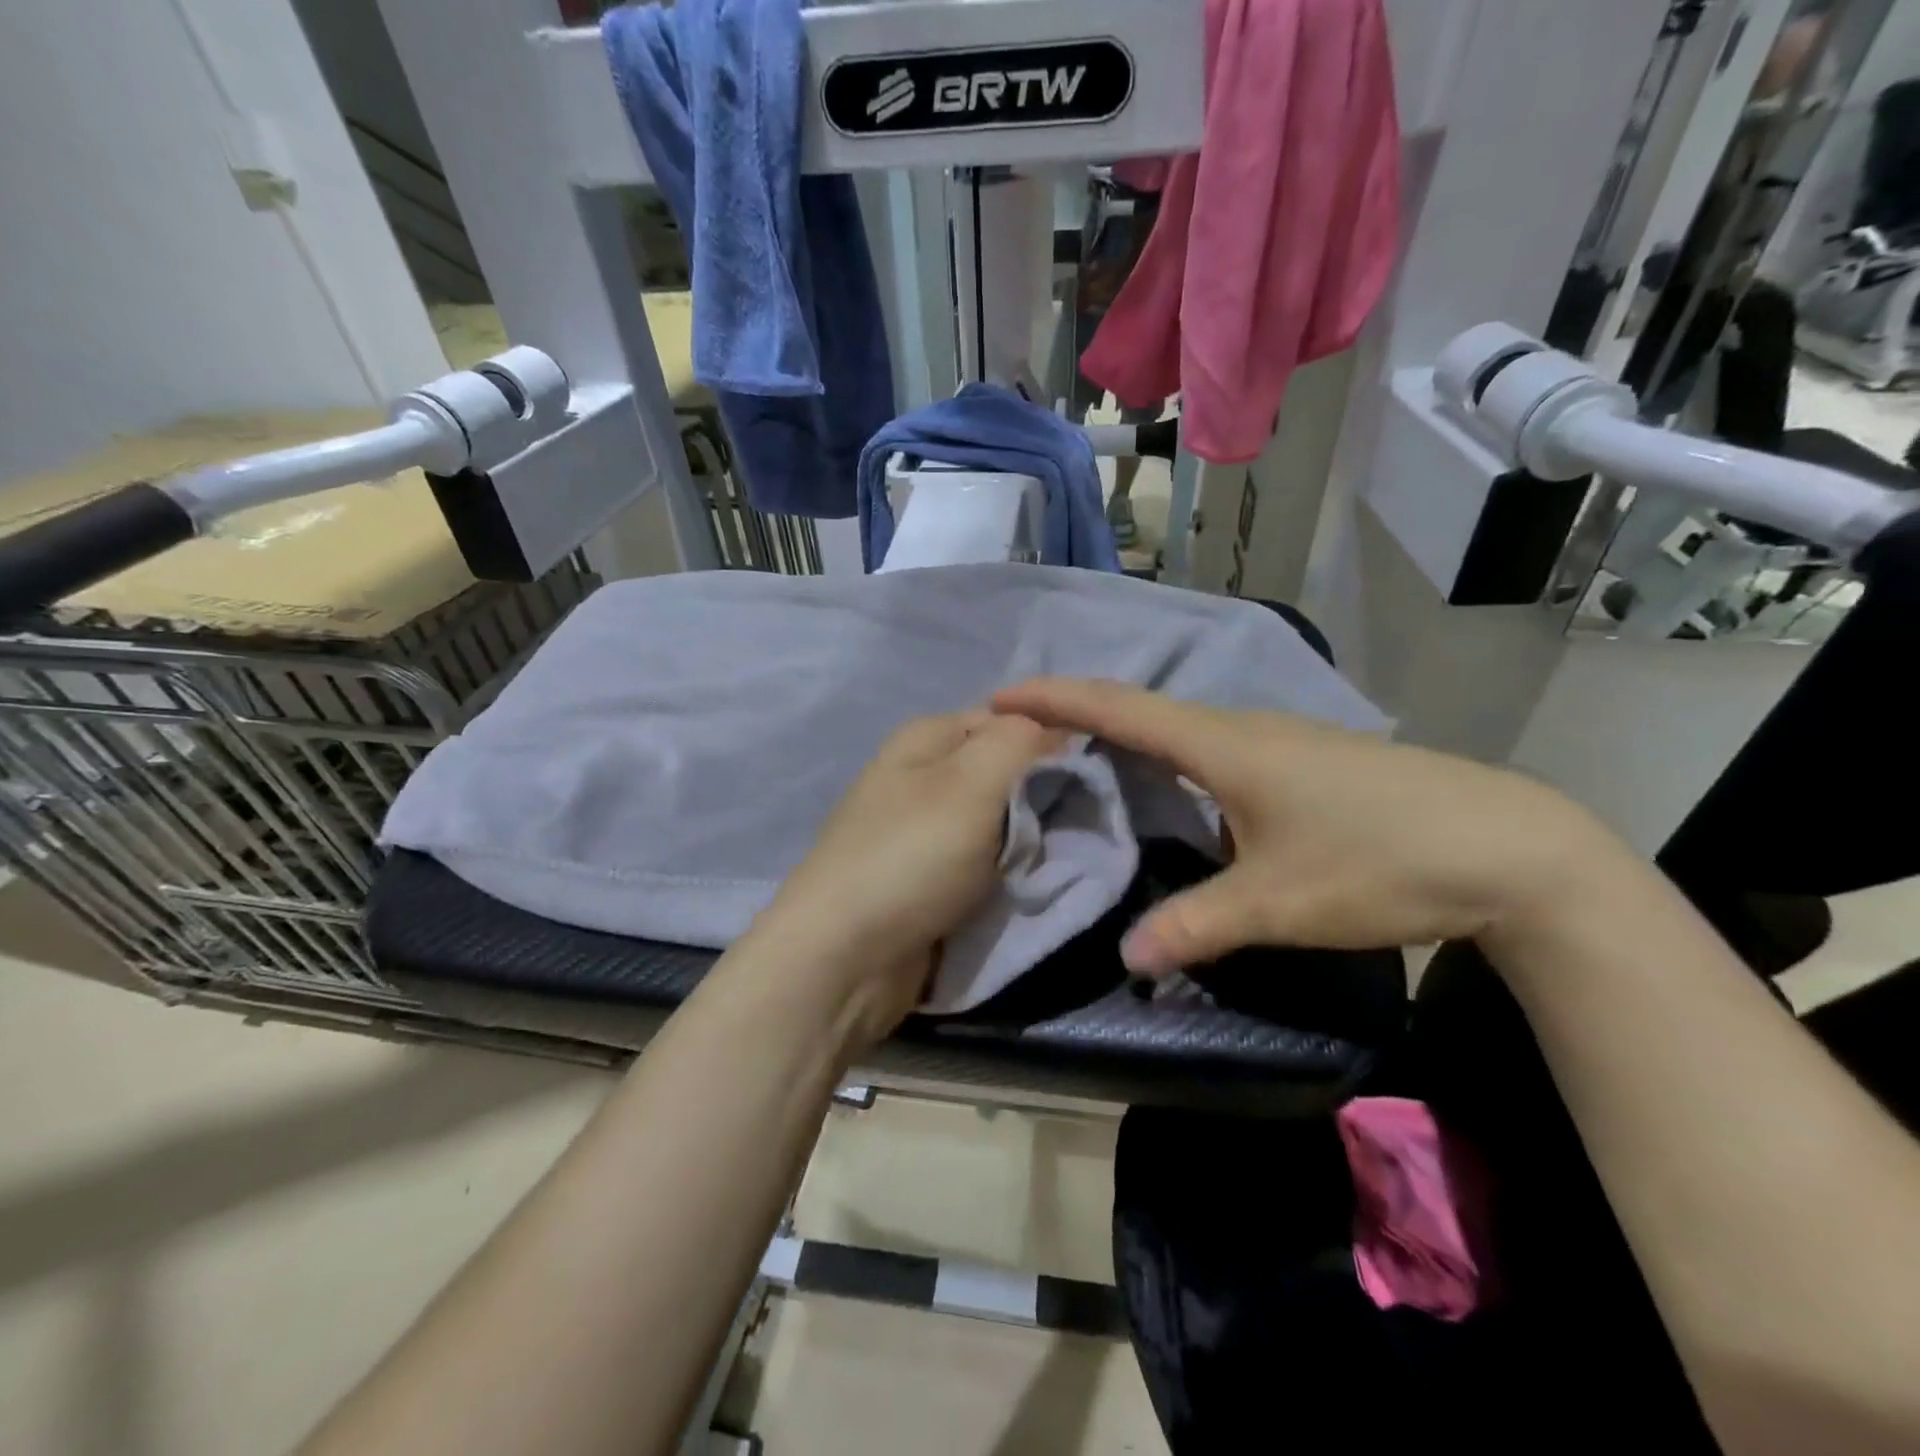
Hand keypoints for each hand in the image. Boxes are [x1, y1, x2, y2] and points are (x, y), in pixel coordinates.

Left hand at [743, 712, 1062, 1045]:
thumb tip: (1054, 727)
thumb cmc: (910, 857)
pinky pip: (982, 863)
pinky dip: (1005, 874)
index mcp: (927, 738)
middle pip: (1005, 772)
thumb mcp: (972, 781)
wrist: (844, 959)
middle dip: (1044, 798)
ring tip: (1056, 860)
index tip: (1092, 778)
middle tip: (1080, 825)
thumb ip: (1020, 740)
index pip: (1011, 719)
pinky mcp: (925, 878)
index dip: (1054, 742)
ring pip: (999, 822)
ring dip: (1028, 842)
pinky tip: (1026, 886)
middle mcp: (922, 775)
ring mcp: (921, 830)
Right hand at [991, 678, 1621, 974]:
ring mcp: (1277, 740)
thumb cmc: (1380, 860)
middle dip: (1077, 712)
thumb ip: (1195, 926)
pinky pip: (1210, 744)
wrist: (1510, 847)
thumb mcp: (1278, 903)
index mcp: (1223, 745)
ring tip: (1078, 755)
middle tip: (1025, 735)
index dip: (1055, 698)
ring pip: (1179, 726)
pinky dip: (1166, 753)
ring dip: (1123, 732)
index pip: (1119, 708)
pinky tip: (1167, 785)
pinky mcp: (1302, 761)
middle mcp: (1243, 727)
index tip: (1001, 696)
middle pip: (1142, 707)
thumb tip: (1128, 959)